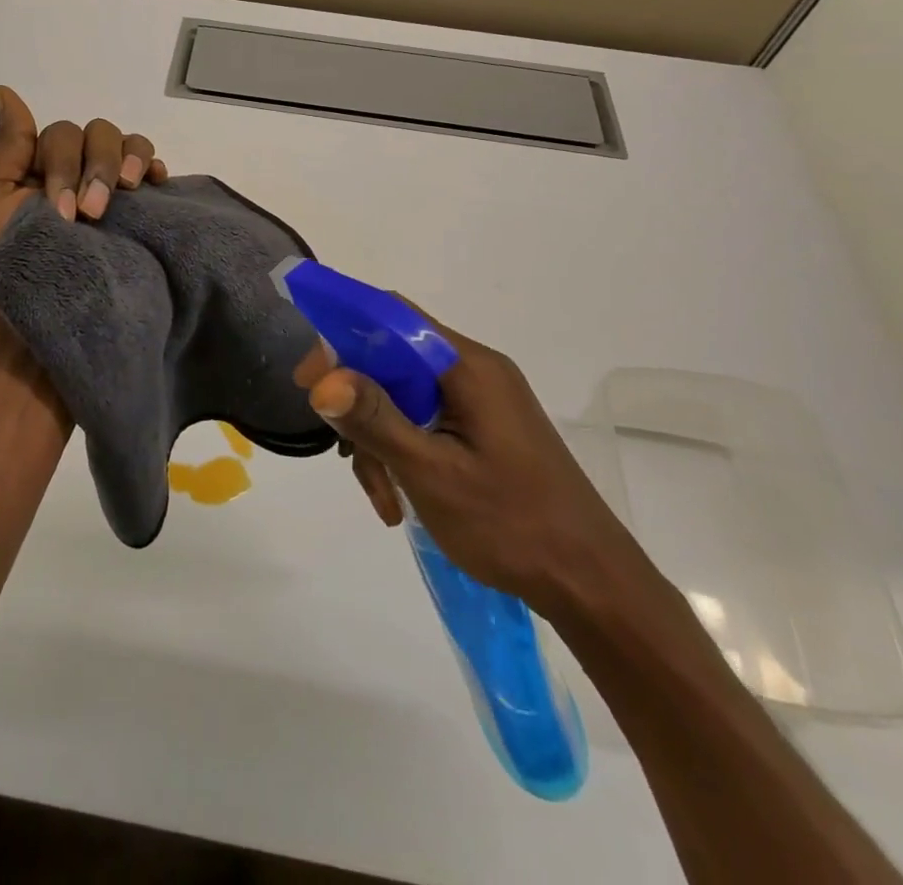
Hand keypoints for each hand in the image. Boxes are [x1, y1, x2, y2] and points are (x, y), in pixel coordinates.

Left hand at [0, 85, 167, 263]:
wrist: (41, 322)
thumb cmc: (6, 265)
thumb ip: (4, 147)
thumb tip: (2, 90)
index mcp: (39, 165)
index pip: (62, 135)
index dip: (63, 163)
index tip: (61, 211)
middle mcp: (76, 170)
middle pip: (97, 134)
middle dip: (95, 170)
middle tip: (90, 216)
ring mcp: (109, 189)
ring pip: (127, 144)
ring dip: (126, 162)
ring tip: (126, 192)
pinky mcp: (136, 209)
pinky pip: (152, 169)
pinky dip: (154, 167)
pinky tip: (154, 183)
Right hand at [302, 318, 644, 622]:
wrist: (592, 583)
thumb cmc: (512, 524)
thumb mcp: (431, 473)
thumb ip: (375, 420)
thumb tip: (323, 380)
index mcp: (468, 366)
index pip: (391, 319)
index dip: (342, 336)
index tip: (310, 380)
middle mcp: (476, 370)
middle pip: (393, 361)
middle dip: (361, 406)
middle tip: (343, 453)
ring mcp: (483, 401)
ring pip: (405, 396)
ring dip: (380, 439)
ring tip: (383, 498)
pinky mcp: (485, 428)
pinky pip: (426, 420)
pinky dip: (404, 451)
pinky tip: (400, 499)